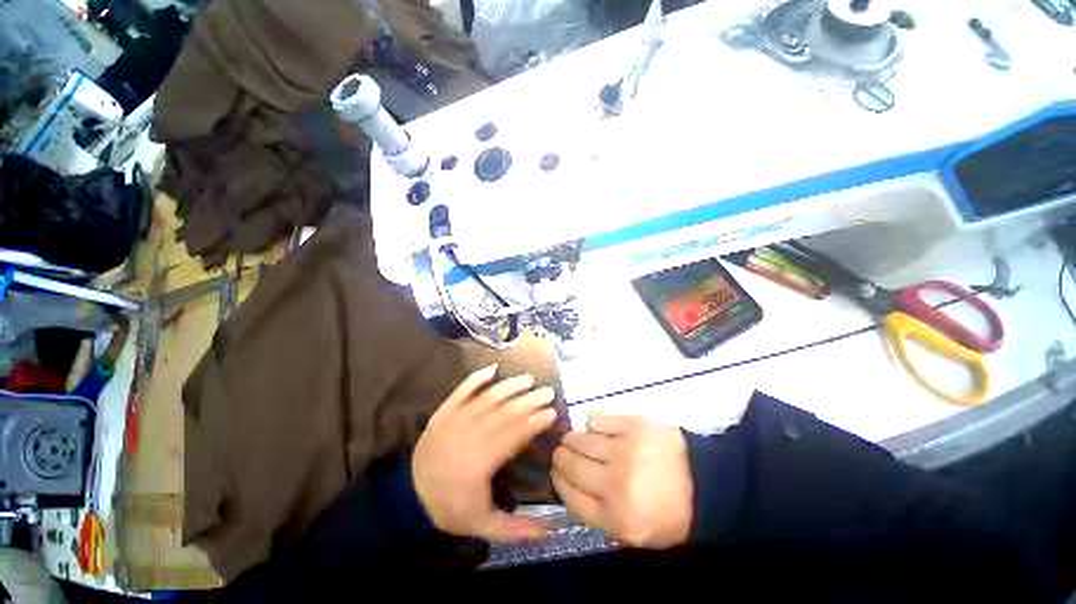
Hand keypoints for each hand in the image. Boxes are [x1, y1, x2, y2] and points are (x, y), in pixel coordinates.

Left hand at [412, 364, 557, 541]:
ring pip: (487, 398)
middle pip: (505, 412)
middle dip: (529, 400)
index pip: (515, 435)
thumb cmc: (450, 509)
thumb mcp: (483, 525)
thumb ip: (517, 529)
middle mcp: (469, 435)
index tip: (552, 412)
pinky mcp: (443, 412)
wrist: (408, 498)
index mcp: (481, 462)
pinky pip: (461, 390)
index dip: (535, 422)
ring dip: (509, 386)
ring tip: (528, 379)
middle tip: (548, 391)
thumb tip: (551, 531)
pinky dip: (477, 378)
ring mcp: (454, 420)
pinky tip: (492, 368)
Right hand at [552, 414, 692, 548]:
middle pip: (571, 465)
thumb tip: (569, 485)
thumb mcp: (634, 533)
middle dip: (561, 457)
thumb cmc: (668, 512)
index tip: (556, 471)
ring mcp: (624, 450)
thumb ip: (598, 514)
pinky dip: (592, 423)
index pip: (570, 496)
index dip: (558, 480)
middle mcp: (615, 484)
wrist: (705, 484)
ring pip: (580, 439)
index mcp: (616, 517)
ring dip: (573, 439)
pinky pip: (597, 419)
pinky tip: (597, 427)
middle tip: (563, 451)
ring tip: (576, 438)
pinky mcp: (632, 425)